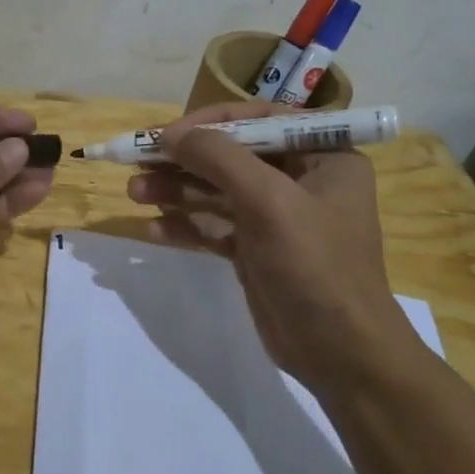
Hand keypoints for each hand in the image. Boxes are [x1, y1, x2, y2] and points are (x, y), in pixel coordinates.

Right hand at [126, 101, 415, 391]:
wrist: (340, 353)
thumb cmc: (314, 265)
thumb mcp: (269, 201)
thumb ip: (218, 159)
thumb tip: (169, 134)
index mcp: (322, 155)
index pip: (257, 120)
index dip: (207, 123)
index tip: (164, 135)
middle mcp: (301, 179)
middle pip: (230, 156)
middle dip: (183, 160)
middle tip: (135, 162)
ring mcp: (277, 217)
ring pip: (216, 191)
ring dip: (175, 191)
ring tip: (134, 193)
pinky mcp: (256, 250)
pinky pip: (214, 226)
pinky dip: (186, 226)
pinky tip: (154, 230)